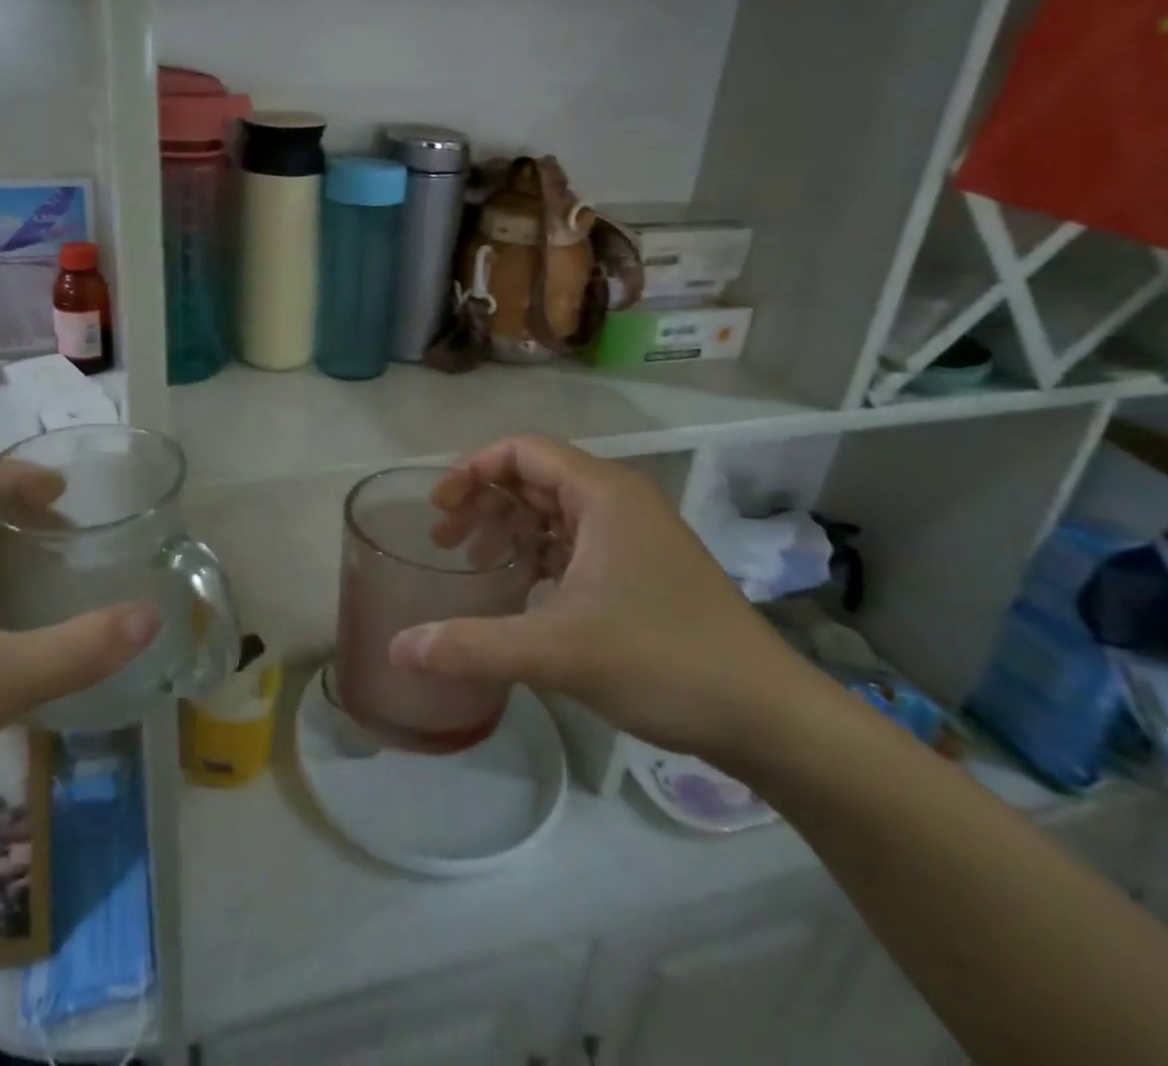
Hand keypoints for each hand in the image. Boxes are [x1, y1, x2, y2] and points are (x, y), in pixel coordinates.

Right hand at [389, 435, 816, 762]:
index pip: (522, 451)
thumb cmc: (663, 661)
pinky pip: (576, 542)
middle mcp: (619, 501)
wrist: (768, 716)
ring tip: (474, 562)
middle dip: (485, 502)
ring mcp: (635, 536)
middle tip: (445, 541)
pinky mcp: (643, 568)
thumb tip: (398, 649)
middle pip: (535, 477)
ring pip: (556, 511)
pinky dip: (540, 554)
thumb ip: (471, 646)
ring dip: (510, 528)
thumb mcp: (558, 651)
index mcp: (603, 493)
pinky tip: (519, 588)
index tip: (439, 507)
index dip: (473, 470)